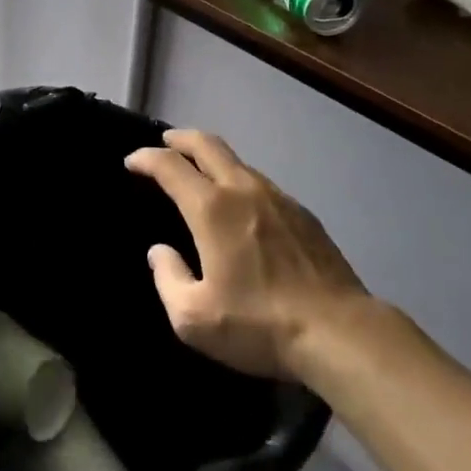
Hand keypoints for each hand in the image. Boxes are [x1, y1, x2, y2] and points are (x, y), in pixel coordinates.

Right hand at [126, 129, 370, 381]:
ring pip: (238, 161)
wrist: (339, 331)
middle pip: (207, 144)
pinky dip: (239, 180)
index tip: (132, 161)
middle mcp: (243, 190)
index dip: (146, 158)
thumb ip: (168, 278)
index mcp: (211, 209)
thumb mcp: (194, 318)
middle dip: (180, 138)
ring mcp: (278, 197)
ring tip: (200, 172)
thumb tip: (160, 252)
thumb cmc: (259, 325)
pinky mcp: (303, 213)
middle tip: (164, 143)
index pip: (170, 166)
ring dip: (212, 158)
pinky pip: (261, 183)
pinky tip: (241, 204)